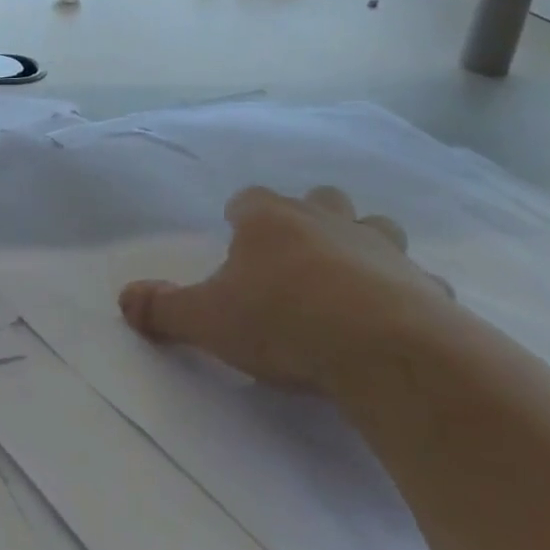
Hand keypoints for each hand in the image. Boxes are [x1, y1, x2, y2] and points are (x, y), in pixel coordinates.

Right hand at [118, 185, 452, 392]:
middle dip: (308, 217)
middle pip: (320, 199)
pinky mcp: (426, 287)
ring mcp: (383, 250)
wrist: (385, 351)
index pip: (249, 198)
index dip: (240, 214)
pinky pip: (417, 280)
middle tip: (294, 254)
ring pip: (376, 227)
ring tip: (348, 277)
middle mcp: (328, 222)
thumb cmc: (282, 321)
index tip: (235, 234)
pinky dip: (406, 291)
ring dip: (363, 243)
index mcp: (271, 221)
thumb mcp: (206, 320)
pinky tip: (397, 319)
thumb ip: (162, 309)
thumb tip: (123, 299)